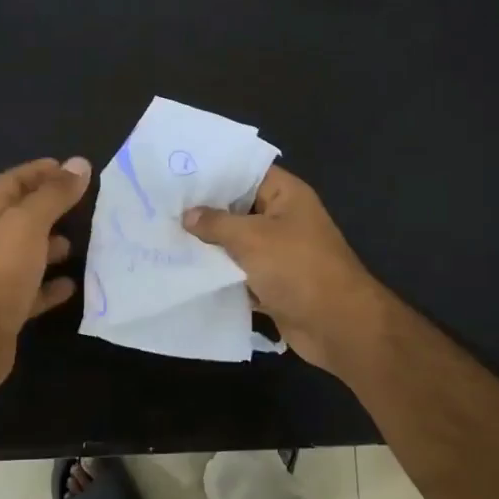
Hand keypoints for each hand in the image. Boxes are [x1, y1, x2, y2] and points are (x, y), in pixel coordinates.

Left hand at [0, 156, 91, 393]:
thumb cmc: (1, 270)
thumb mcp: (29, 223)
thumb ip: (54, 194)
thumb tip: (80, 164)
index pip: (12, 182)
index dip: (37, 172)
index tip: (68, 169)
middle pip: (20, 217)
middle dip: (48, 207)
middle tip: (82, 204)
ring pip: (28, 253)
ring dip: (51, 245)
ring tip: (81, 242)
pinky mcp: (8, 308)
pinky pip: (34, 290)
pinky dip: (52, 286)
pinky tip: (73, 285)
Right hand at [183, 165, 387, 373]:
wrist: (337, 326)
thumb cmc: (297, 268)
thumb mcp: (252, 238)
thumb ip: (216, 223)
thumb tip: (188, 215)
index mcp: (286, 195)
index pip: (246, 173)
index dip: (214, 173)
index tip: (177, 175)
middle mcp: (283, 219)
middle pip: (238, 209)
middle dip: (204, 212)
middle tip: (162, 208)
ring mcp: (279, 253)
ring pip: (236, 244)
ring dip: (208, 247)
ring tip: (164, 238)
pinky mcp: (273, 283)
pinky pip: (240, 274)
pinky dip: (219, 276)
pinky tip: (184, 272)